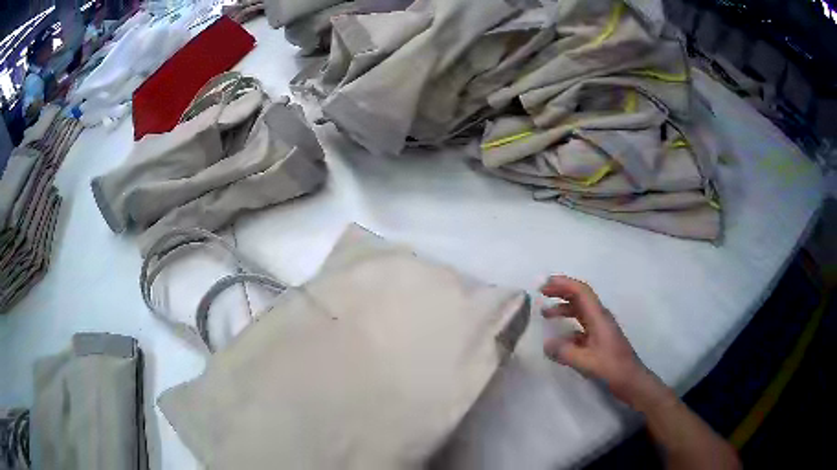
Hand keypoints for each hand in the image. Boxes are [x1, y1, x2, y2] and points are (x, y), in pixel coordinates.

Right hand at [541, 276, 651, 402]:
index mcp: (599, 317)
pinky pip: (581, 326)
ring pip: (580, 311)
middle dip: (561, 292)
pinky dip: (568, 327)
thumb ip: (564, 352)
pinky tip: (558, 340)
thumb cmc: (612, 368)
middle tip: (542, 292)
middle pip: (580, 297)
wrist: (631, 381)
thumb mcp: (586, 362)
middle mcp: (600, 318)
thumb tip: (546, 344)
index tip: (545, 285)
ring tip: (545, 313)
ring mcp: (601, 328)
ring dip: (564, 308)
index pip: (581, 292)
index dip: (563, 284)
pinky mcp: (600, 339)